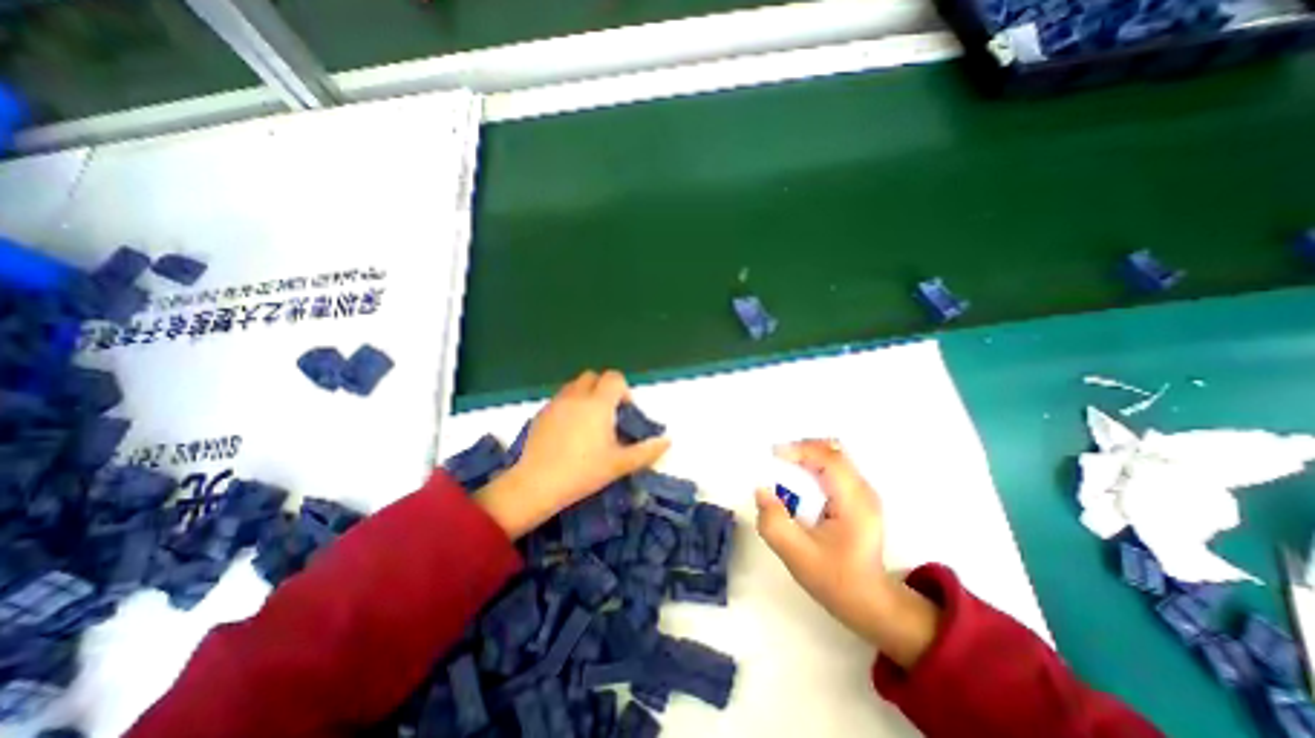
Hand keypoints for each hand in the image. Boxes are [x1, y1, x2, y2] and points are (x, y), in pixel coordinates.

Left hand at [476, 371, 667, 539]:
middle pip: (593, 376)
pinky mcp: (540, 413)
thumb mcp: (620, 464)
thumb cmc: (583, 472)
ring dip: (585, 395)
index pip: (614, 377)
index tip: (624, 411)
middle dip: (604, 388)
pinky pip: (560, 399)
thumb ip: (646, 451)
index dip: (623, 390)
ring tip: (588, 422)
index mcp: (598, 403)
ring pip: (574, 386)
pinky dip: (569, 405)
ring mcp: (555, 403)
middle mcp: (576, 396)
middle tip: (608, 414)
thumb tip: (667, 441)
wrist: (536, 484)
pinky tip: (568, 431)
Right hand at [756, 439, 941, 667]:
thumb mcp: (797, 556)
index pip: (828, 459)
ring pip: (833, 456)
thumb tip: (761, 491)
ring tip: (782, 468)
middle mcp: (863, 490)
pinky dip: (812, 466)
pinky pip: (833, 467)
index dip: (799, 450)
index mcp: (854, 502)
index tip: (773, 455)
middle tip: (775, 460)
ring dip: (806, 456)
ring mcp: (862, 492)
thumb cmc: (835, 580)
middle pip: (832, 450)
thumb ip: (774, 523)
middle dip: (801, 449)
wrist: (869, 602)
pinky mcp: (857, 496)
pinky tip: (797, 481)